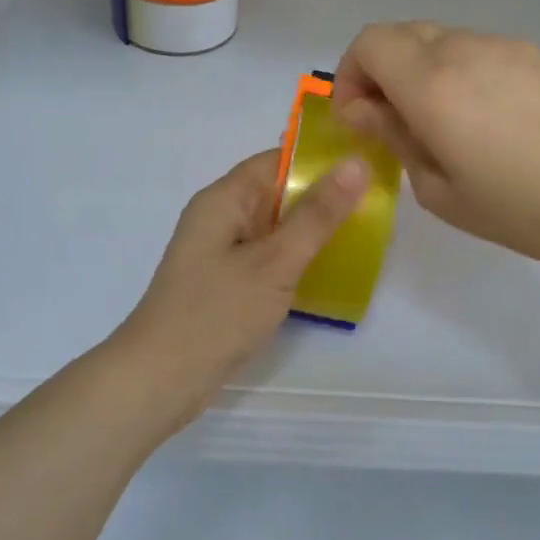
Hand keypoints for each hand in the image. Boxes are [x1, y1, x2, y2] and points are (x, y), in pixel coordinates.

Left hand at [115, 150, 367, 420]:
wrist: (160, 379)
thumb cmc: (217, 313)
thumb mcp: (275, 262)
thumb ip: (317, 215)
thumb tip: (356, 163)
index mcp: (224, 199)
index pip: (277, 160)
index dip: (321, 160)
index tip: (368, 166)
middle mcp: (221, 217)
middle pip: (278, 193)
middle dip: (323, 198)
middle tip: (379, 203)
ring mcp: (221, 252)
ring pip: (276, 228)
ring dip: (313, 231)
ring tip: (367, 233)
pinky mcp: (226, 283)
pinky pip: (268, 257)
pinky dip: (296, 259)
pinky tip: (331, 270)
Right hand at [332, 22, 539, 271]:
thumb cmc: (519, 210)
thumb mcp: (438, 190)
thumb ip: (395, 138)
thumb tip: (368, 111)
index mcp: (433, 83)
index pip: (369, 43)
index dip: (350, 74)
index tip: (358, 118)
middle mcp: (466, 49)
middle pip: (401, 33)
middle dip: (380, 71)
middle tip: (390, 121)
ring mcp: (507, 47)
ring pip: (441, 39)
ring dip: (421, 70)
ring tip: (440, 123)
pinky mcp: (539, 56)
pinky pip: (480, 50)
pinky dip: (459, 71)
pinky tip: (485, 120)